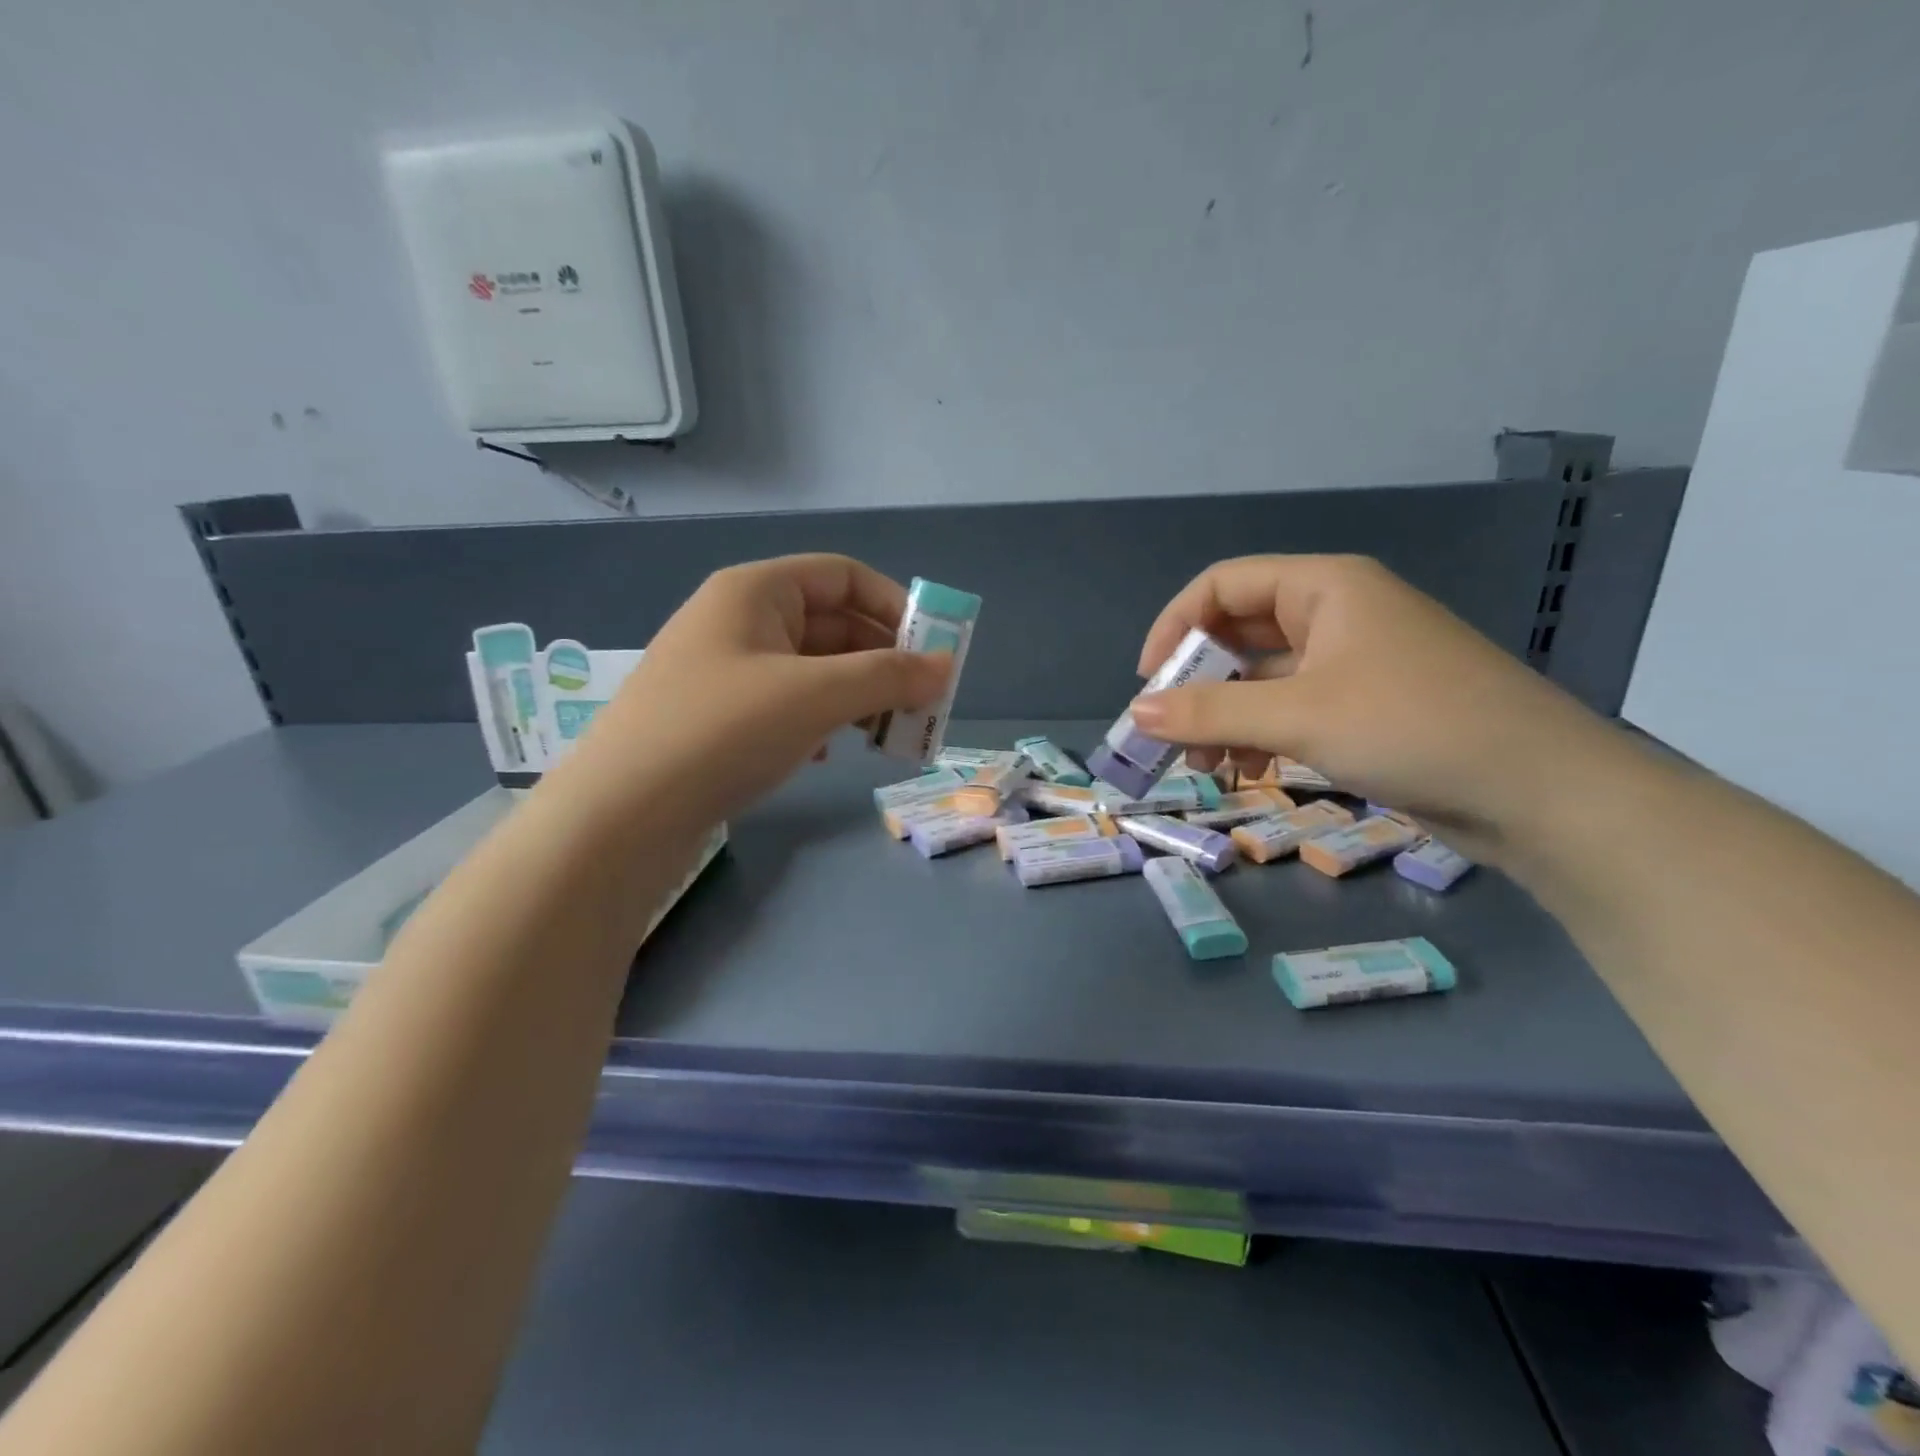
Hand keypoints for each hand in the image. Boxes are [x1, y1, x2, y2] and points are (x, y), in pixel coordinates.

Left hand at [556, 555, 949, 823]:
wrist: (621, 814)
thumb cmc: (723, 730)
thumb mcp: (815, 695)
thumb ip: (888, 677)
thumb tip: (945, 667)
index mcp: (756, 591)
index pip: (842, 575)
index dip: (893, 605)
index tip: (931, 650)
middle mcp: (738, 620)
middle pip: (830, 624)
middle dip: (881, 660)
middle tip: (921, 703)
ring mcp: (724, 670)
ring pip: (811, 668)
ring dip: (855, 694)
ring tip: (885, 733)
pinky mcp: (717, 717)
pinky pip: (786, 703)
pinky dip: (819, 720)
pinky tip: (827, 752)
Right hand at [1129, 555, 1626, 859]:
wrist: (1541, 793)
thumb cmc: (1413, 727)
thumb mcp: (1300, 716)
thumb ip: (1211, 711)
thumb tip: (1137, 712)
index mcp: (1324, 588)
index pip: (1222, 586)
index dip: (1175, 627)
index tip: (1149, 683)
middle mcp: (1335, 614)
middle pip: (1238, 634)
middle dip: (1197, 684)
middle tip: (1169, 735)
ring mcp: (1351, 663)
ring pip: (1262, 678)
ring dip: (1224, 717)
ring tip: (1205, 767)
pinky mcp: (1364, 707)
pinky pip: (1290, 709)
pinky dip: (1260, 735)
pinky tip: (1248, 771)